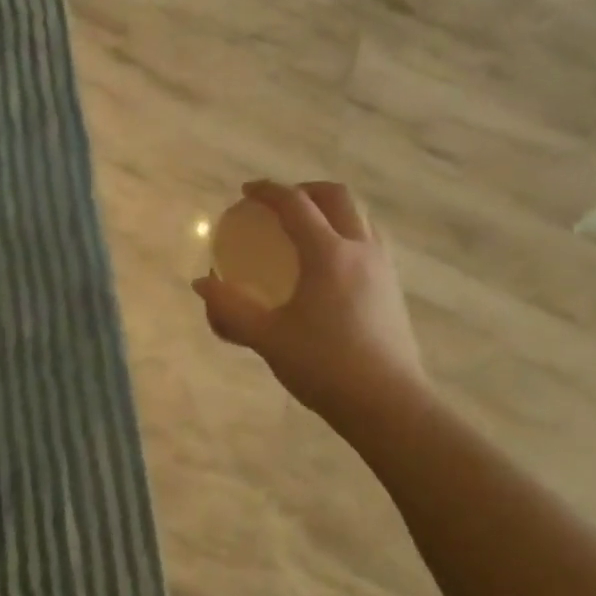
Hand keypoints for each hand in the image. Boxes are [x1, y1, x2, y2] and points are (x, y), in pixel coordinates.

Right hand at [194, 181, 424, 426]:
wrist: (387, 404)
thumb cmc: (324, 366)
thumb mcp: (268, 337)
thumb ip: (230, 309)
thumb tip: (202, 284)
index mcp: (328, 254)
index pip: (295, 205)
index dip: (268, 192)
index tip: (246, 191)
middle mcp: (361, 250)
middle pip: (337, 197)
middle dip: (306, 190)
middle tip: (280, 204)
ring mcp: (383, 268)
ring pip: (361, 217)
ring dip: (332, 210)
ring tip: (308, 229)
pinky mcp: (394, 289)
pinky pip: (371, 241)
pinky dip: (348, 234)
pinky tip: (331, 266)